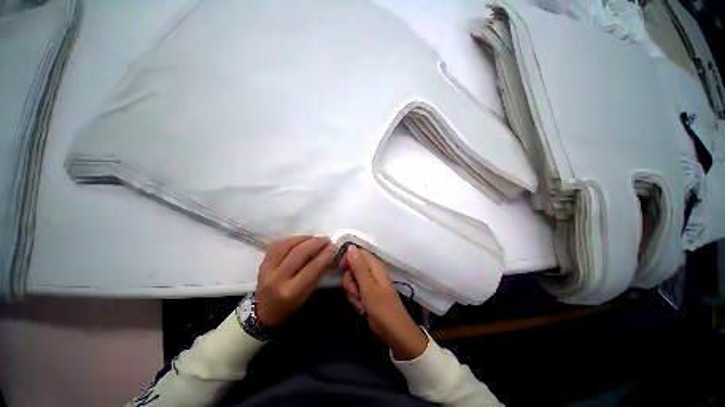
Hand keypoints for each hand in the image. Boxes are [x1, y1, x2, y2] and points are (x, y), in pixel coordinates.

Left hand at [255, 235, 334, 327]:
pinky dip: (291, 239)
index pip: (311, 268)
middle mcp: (276, 279)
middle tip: (326, 239)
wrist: (264, 311)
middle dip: (315, 243)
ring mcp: (266, 269)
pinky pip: (277, 244)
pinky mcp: (262, 262)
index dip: (324, 254)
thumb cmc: (290, 305)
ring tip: (314, 238)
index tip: (333, 246)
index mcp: (290, 291)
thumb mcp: (307, 294)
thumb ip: (317, 274)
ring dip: (304, 238)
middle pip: (298, 253)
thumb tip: (328, 254)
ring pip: (286, 245)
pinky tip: (300, 240)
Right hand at [341, 246, 428, 360]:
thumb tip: (351, 246)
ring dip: (352, 293)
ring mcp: (370, 283)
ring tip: (361, 303)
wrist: (394, 332)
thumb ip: (358, 267)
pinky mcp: (368, 293)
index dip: (347, 258)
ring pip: (352, 281)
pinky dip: (356, 300)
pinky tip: (362, 308)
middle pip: (352, 267)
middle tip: (355, 292)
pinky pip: (355, 291)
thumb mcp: (368, 287)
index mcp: (374, 265)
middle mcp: (372, 271)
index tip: (340, 269)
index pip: (357, 252)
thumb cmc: (382, 308)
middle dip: (349, 281)